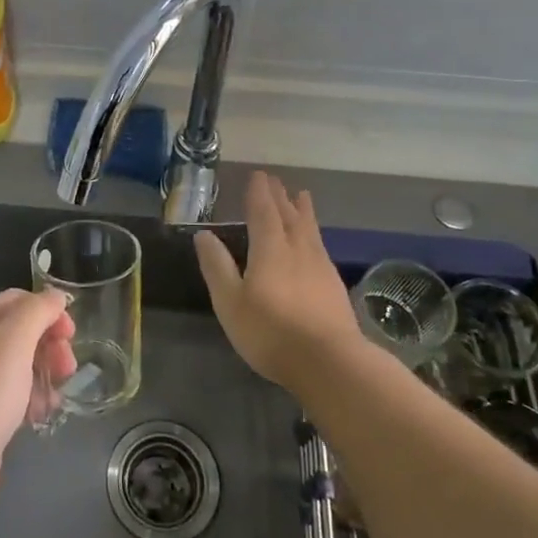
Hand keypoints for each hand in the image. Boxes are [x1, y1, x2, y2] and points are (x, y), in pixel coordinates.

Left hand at [0, 288, 76, 530]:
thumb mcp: (12, 343)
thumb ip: (36, 313)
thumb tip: (56, 295)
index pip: (17, 301)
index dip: (46, 309)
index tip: (70, 332)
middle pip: (22, 334)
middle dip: (50, 344)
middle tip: (68, 366)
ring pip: (22, 368)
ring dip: (46, 373)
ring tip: (58, 393)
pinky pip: (17, 400)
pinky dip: (35, 402)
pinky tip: (44, 415)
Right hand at [194, 171, 362, 390]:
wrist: (329, 362)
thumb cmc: (271, 332)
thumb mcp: (230, 302)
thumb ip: (217, 266)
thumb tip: (203, 235)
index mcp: (270, 249)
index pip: (263, 212)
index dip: (259, 193)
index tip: (258, 175)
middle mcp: (297, 250)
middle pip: (289, 216)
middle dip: (280, 197)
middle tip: (276, 180)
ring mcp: (320, 267)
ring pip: (310, 229)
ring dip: (302, 211)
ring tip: (302, 196)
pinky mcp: (333, 285)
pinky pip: (320, 246)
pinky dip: (314, 233)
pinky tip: (314, 241)